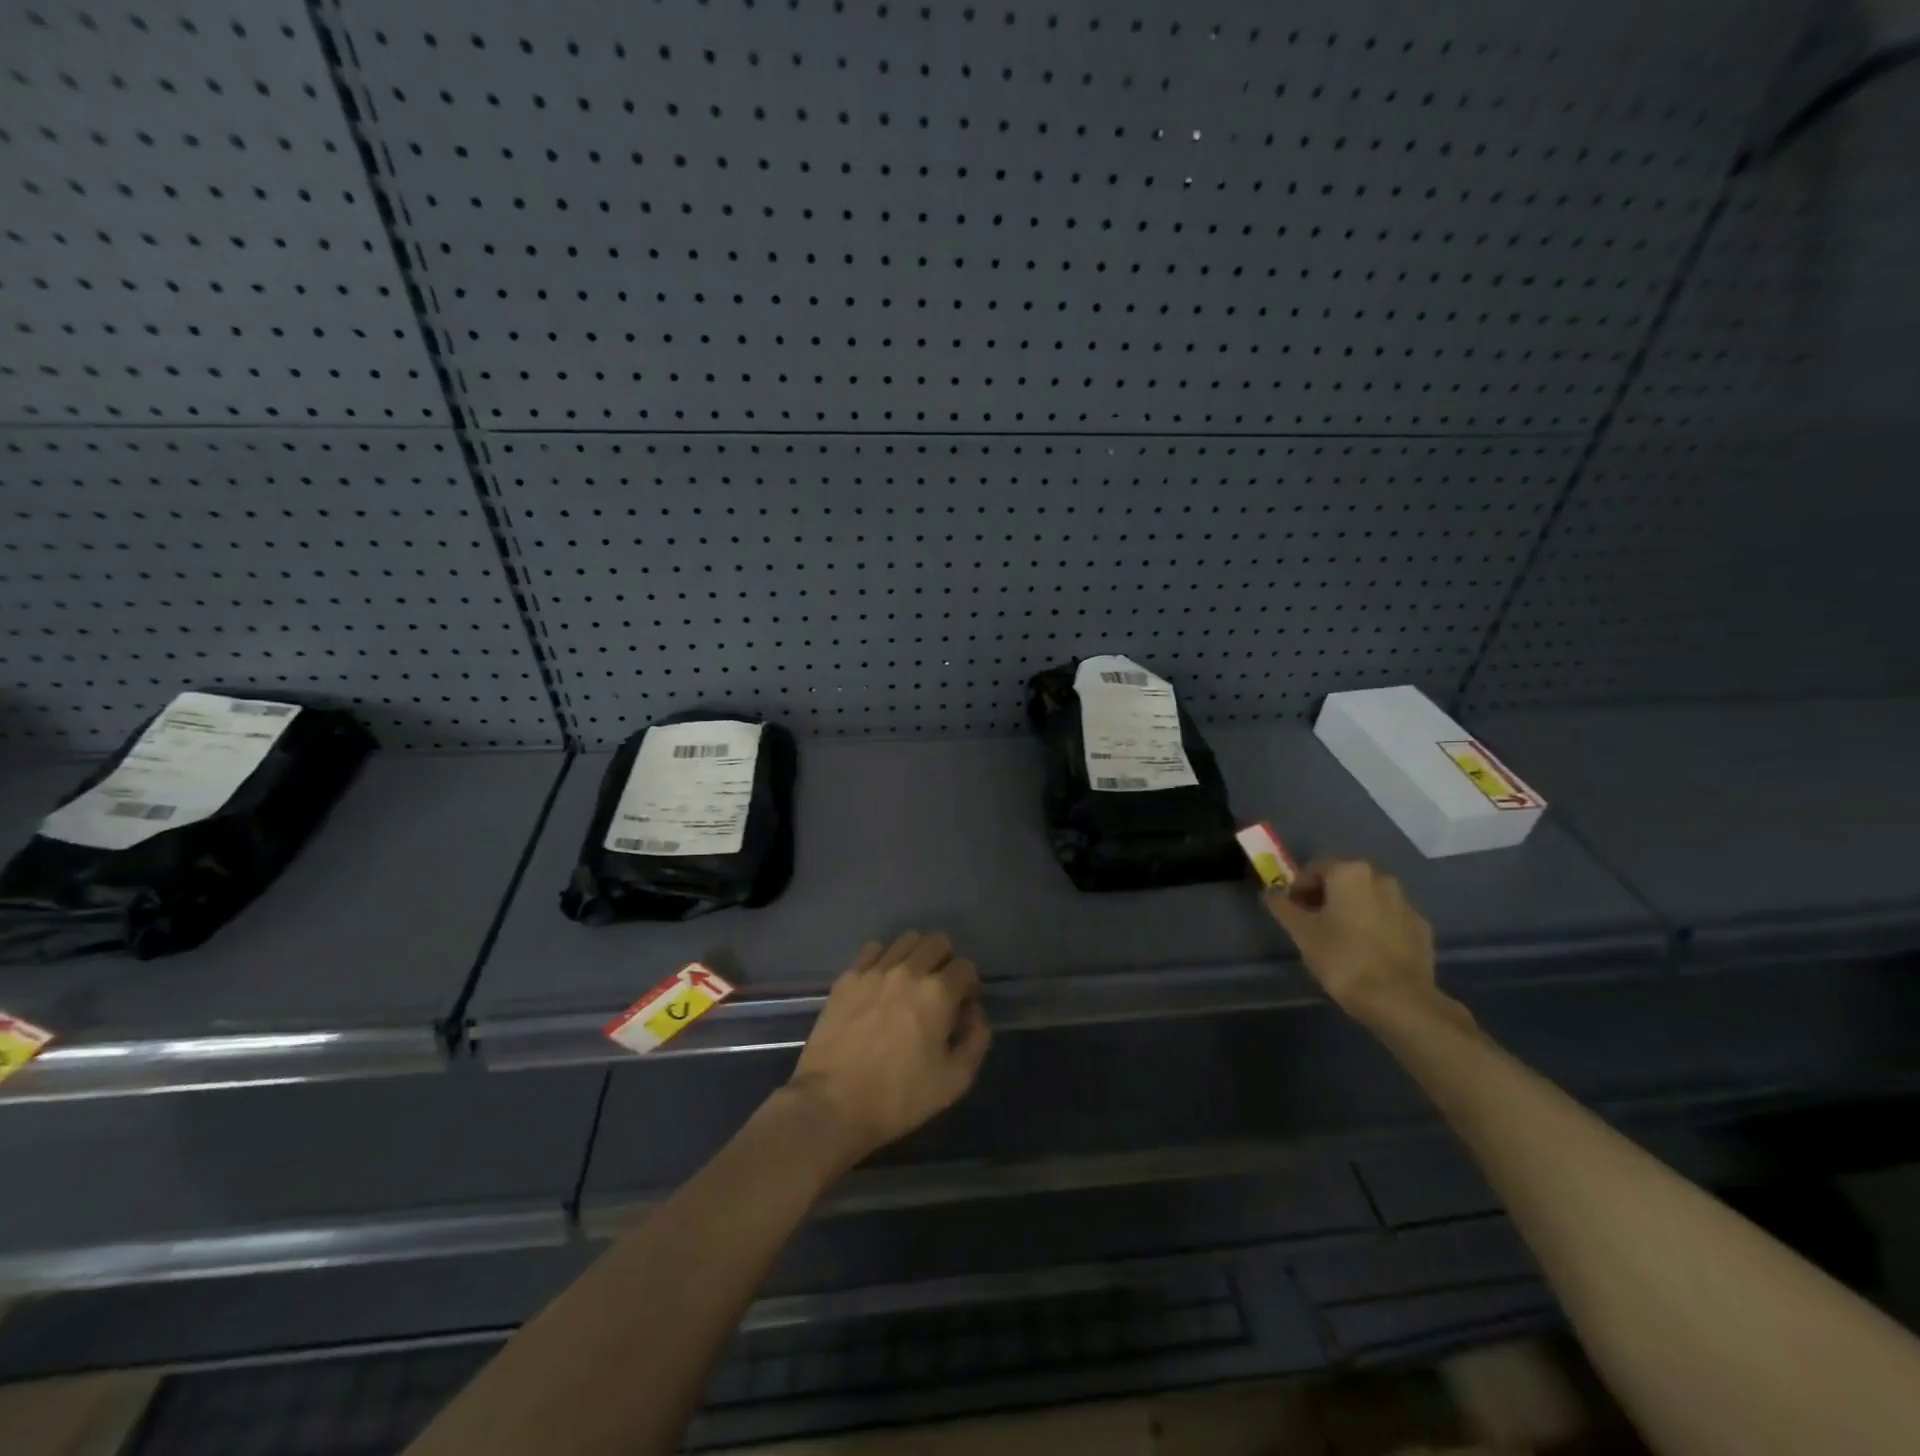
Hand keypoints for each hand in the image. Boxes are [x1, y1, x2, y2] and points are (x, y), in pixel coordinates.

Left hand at [784, 931, 991, 1172]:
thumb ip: (976, 1041)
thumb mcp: (954, 1081)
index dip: (969, 985)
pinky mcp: (847, 977)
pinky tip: (880, 983)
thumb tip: (975, 1013)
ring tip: (909, 983)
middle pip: (937, 941)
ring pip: (906, 940)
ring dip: (916, 955)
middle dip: (945, 961)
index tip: (961, 1006)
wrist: (832, 1104)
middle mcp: (908, 971)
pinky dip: (884, 958)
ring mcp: (874, 970)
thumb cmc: (898, 1097)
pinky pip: (873, 949)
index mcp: (938, 993)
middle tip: (938, 990)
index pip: (966, 967)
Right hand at [1264, 858, 1438, 1018]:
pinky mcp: (1421, 929)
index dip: (1298, 889)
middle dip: (1325, 897)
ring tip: (1339, 940)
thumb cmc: (1342, 958)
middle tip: (1312, 925)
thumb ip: (1282, 905)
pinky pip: (1389, 919)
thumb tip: (1270, 891)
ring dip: (1351, 911)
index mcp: (1350, 872)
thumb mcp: (1301, 931)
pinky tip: (1366, 952)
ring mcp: (1406, 904)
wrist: (1399, 1000)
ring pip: (1368, 899)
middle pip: (1343, 881)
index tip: (1291, 912)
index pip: (1314, 869)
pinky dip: (1374, 927)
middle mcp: (1381, 878)